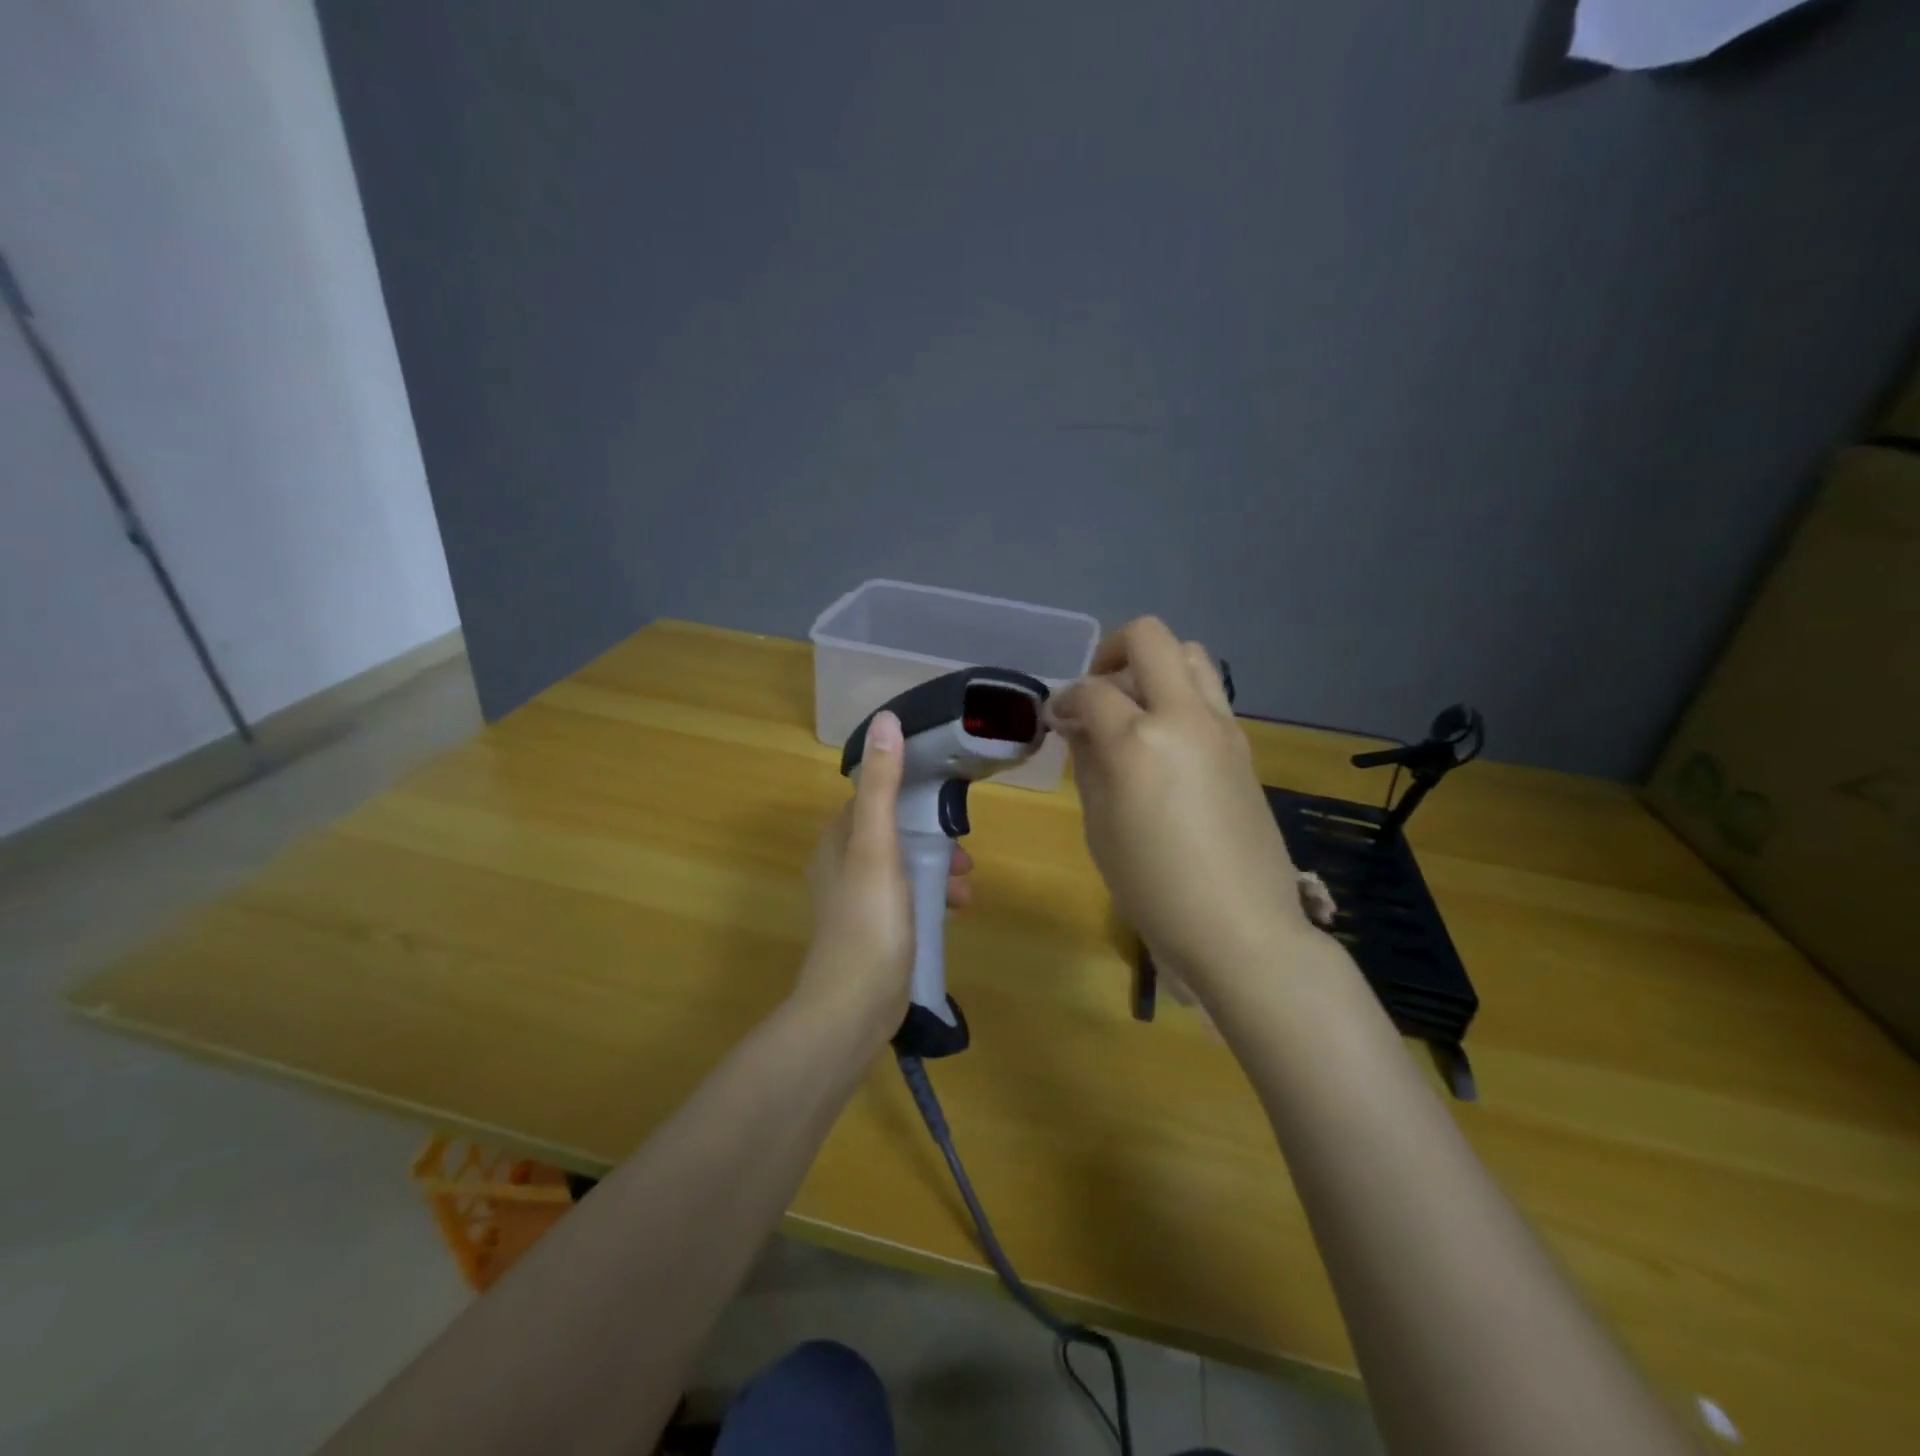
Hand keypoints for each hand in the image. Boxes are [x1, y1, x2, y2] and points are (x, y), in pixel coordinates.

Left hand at [796, 710, 974, 1034]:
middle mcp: (841, 865)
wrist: (853, 1007)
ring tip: (966, 890)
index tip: (947, 805)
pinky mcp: (872, 931)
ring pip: (904, 868)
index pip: (875, 799)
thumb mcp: (878, 846)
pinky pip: (906, 899)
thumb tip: (886, 721)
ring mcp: (856, 901)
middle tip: (965, 855)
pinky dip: (931, 898)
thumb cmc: (869, 920)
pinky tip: (954, 913)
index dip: (911, 796)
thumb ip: (883, 786)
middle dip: (932, 840)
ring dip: (937, 871)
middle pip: (894, 834)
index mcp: (837, 840)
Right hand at [1047, 618, 1313, 995]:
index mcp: (1139, 740)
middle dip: (1112, 653)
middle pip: (1150, 638)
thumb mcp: (1100, 825)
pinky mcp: (1243, 744)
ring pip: (1190, 653)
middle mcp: (1184, 716)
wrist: (1239, 928)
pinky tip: (1165, 741)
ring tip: (1135, 709)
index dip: (1065, 700)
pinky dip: (1180, 696)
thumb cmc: (1152, 888)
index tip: (1057, 721)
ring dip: (1154, 666)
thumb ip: (1088, 761)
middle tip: (1097, 694)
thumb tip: (1080, 724)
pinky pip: (1209, 693)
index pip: (1091, 690)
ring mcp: (1222, 726)